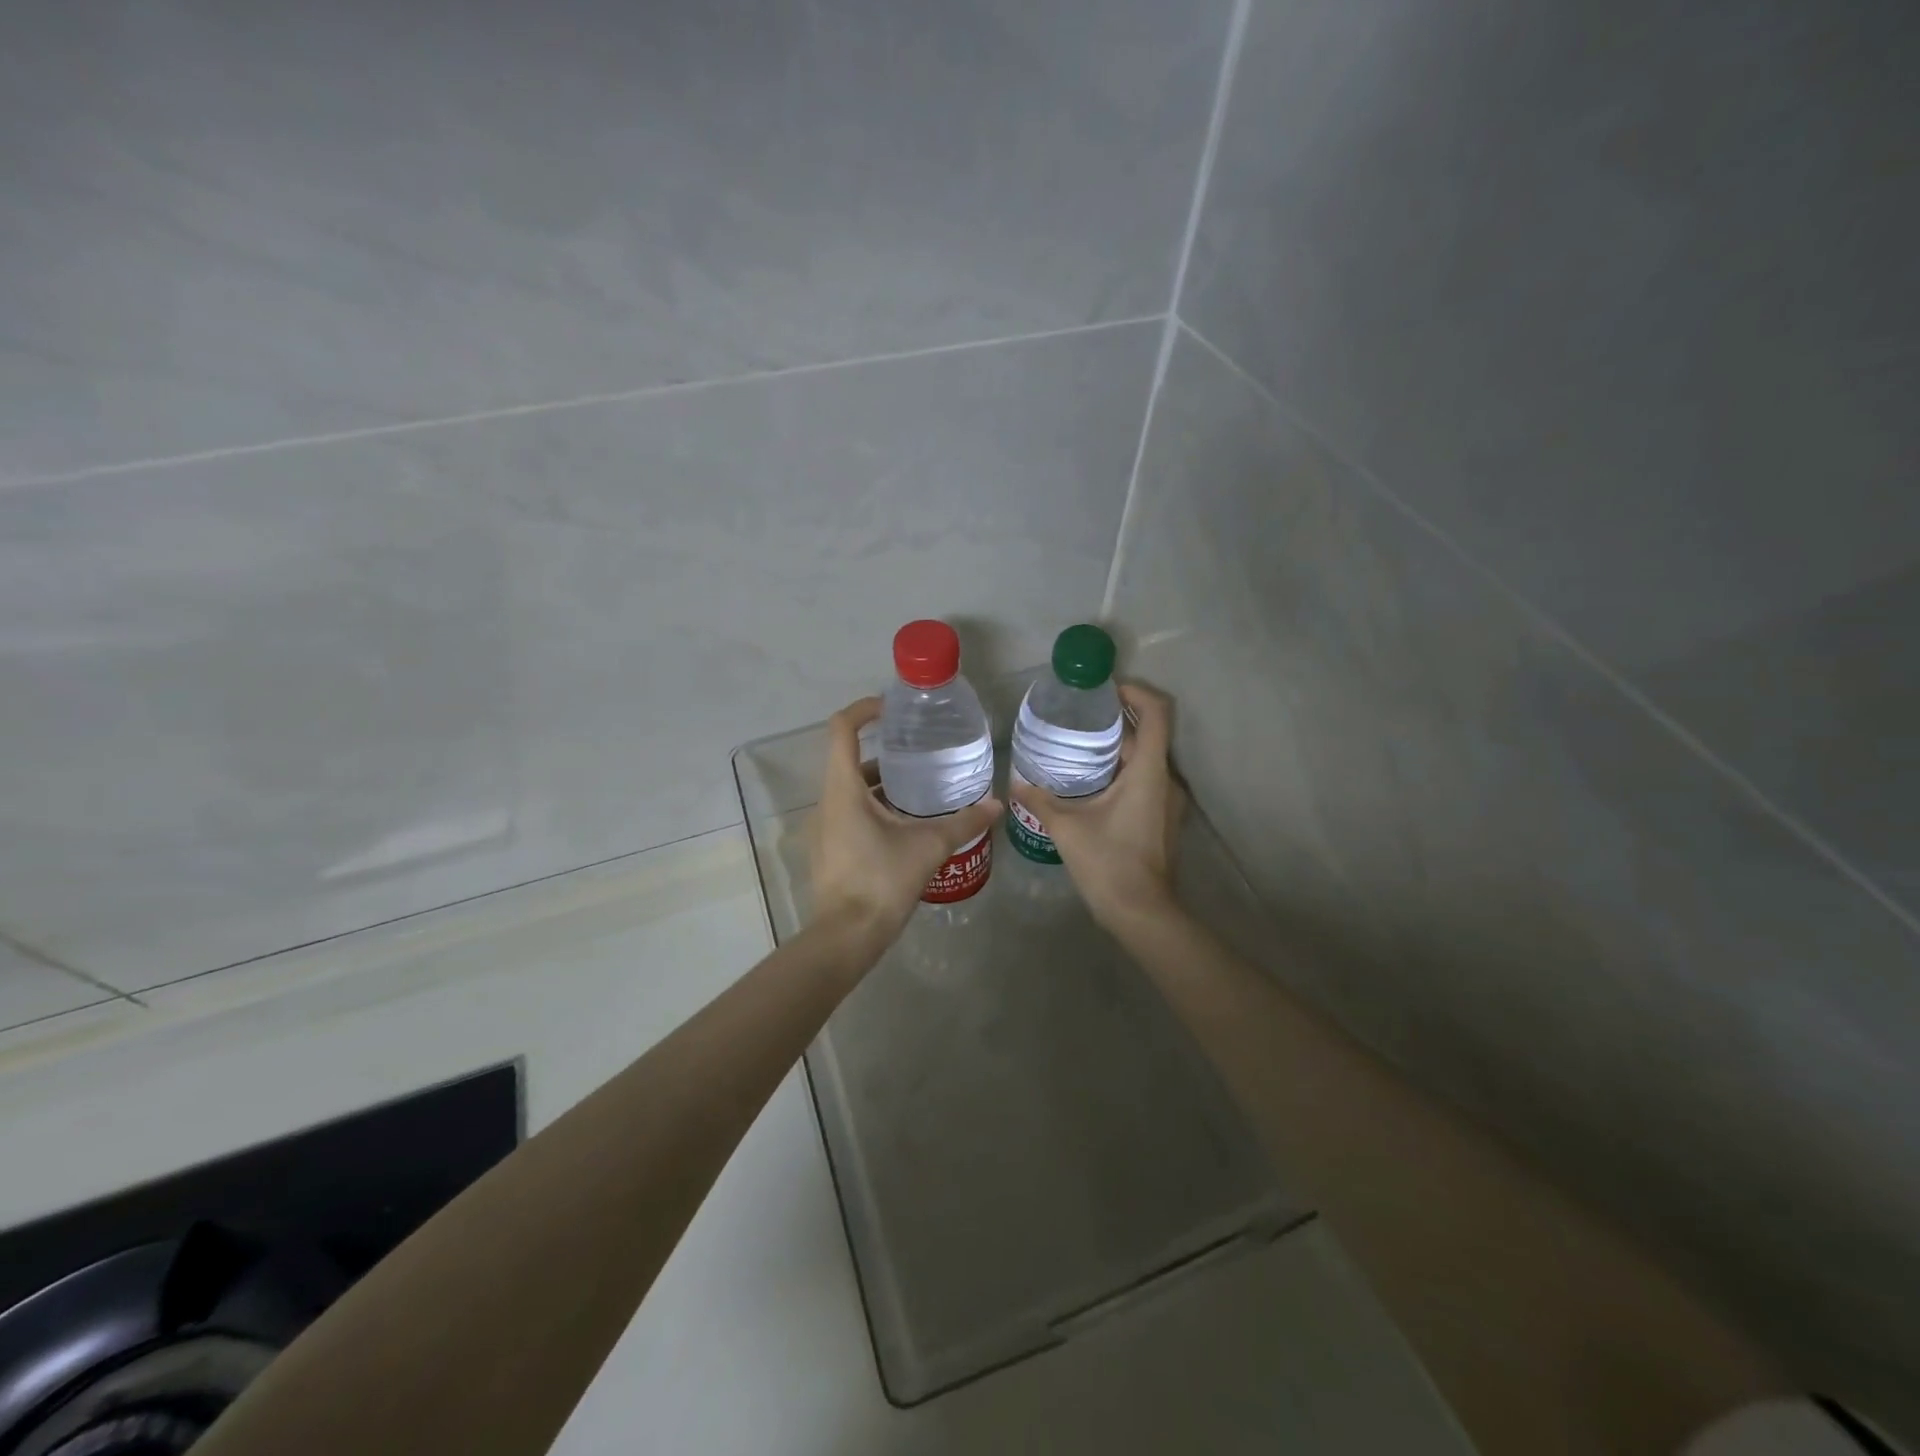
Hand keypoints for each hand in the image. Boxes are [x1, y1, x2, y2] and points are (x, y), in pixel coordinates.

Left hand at [809, 697, 1002, 952]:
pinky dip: (875, 808)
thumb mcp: (928, 847)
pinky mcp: (829, 848)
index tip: (892, 709)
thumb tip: (997, 805)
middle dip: (885, 753)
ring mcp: (823, 827)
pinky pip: (849, 814)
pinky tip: (906, 826)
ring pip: (851, 790)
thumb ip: (964, 823)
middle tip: (921, 753)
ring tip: (921, 791)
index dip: (864, 710)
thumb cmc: (882, 881)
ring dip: (882, 785)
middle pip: (850, 760)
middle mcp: (827, 801)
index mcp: (844, 789)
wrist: (847, 936)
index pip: (842, 729)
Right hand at [1009, 682, 1185, 933]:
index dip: (1137, 692)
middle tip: (1079, 715)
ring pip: (1145, 759)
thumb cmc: (1108, 863)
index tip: (1106, 689)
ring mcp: (1167, 801)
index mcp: (1148, 772)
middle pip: (1149, 734)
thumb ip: (1040, 800)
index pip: (1158, 713)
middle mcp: (1165, 780)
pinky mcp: (1161, 818)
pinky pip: (1144, 780)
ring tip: (1078, 744)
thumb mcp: (1066, 828)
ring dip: (1118, 747)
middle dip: (1117, 719)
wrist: (1141, 913)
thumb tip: (1015, 782)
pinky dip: (1121, 770)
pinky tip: (1090, 781)